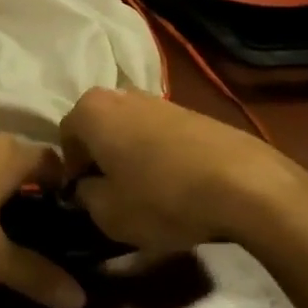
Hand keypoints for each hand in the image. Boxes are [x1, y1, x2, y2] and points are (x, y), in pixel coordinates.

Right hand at [60, 88, 307, 257]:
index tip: (86, 199)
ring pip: (128, 130)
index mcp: (91, 110)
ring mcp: (158, 99)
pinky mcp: (190, 111)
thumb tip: (86, 189)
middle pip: (97, 129)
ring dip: (130, 157)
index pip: (64, 138)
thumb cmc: (162, 197)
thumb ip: (85, 198)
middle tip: (114, 195)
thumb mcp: (108, 214)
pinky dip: (159, 156)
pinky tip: (176, 185)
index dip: (72, 172)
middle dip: (101, 159)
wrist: (243, 183)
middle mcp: (119, 94)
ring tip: (148, 193)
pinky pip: (158, 134)